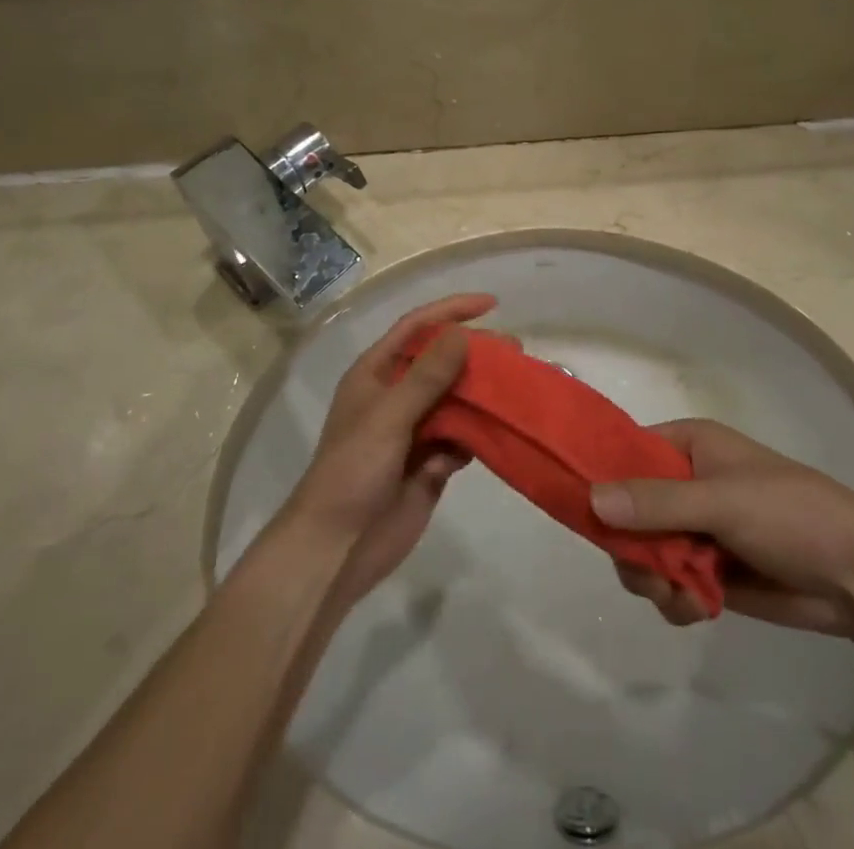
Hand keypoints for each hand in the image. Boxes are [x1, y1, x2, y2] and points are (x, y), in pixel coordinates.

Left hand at [284, 294, 495, 610]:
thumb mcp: (388, 416)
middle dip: (475, 353)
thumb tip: (462, 334)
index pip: (417, 327)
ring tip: (518, 386)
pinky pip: (462, 437)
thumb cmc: (352, 472)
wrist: (336, 550)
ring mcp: (415, 430)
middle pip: (442, 362)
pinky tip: (501, 429)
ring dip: (483, 392)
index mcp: (376, 374)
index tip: (490, 304)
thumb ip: (426, 376)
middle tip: (515, 350)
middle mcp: (396, 396)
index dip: (451, 310)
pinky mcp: (431, 463)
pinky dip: (480, 432)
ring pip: (456, 399)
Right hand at [591, 418, 853, 637]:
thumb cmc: (789, 514)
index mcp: (687, 446)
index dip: (602, 477)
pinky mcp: (710, 572)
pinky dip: (674, 599)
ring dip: (652, 577)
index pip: (627, 452)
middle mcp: (685, 483)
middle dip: (630, 544)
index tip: (583, 510)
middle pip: (628, 509)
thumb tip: (591, 500)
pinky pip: (669, 584)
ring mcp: (697, 529)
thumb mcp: (721, 500)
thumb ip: (657, 502)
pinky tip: (696, 608)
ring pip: (644, 552)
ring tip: (677, 594)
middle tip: (645, 570)